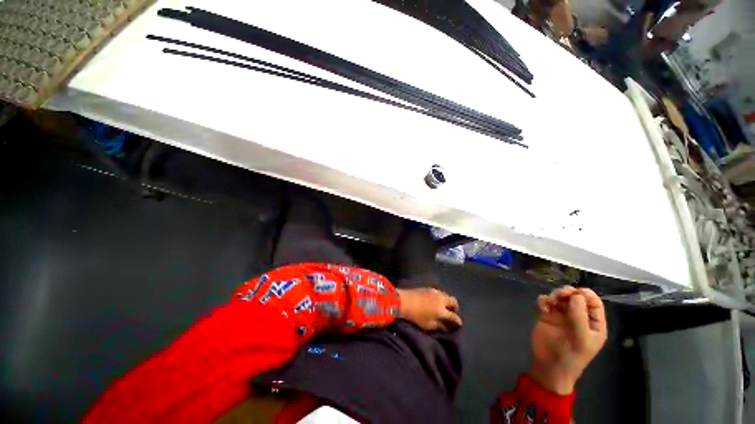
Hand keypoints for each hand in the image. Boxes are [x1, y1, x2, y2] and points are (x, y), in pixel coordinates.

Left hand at [397, 288, 461, 331]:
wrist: (404, 301)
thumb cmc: (416, 316)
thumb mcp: (428, 325)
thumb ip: (439, 327)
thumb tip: (447, 327)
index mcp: (442, 310)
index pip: (454, 316)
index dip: (458, 321)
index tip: (459, 324)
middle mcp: (441, 299)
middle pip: (453, 301)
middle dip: (455, 307)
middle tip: (452, 312)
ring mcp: (435, 292)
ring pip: (447, 295)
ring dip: (447, 301)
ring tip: (443, 306)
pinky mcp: (429, 288)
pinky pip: (439, 292)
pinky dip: (441, 297)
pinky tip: (436, 300)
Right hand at [530, 286, 606, 394]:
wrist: (548, 367)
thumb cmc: (570, 356)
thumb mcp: (580, 340)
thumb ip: (579, 317)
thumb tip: (576, 295)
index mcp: (593, 324)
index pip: (594, 303)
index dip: (586, 295)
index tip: (575, 293)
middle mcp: (578, 317)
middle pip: (576, 297)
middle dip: (568, 293)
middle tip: (560, 296)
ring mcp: (561, 316)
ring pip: (560, 297)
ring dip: (555, 295)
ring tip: (550, 302)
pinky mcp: (546, 315)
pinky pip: (546, 301)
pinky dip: (544, 300)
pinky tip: (542, 307)